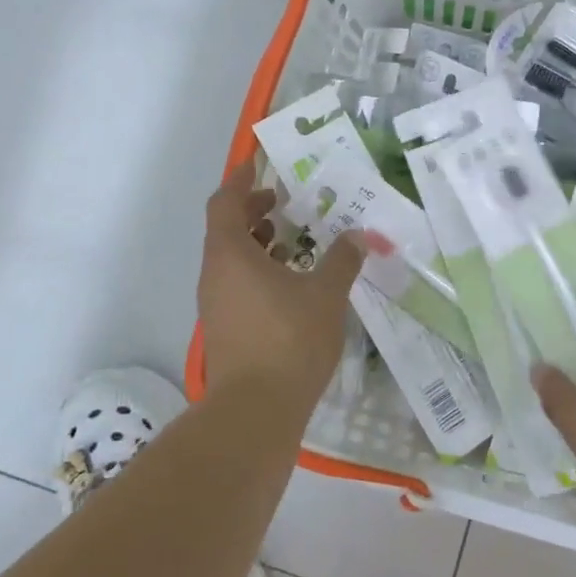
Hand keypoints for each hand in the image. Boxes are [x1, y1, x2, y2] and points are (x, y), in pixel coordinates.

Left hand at [199, 163, 365, 403]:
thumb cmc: (289, 340)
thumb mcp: (325, 294)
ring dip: (258, 244)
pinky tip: (291, 285)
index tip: (258, 165)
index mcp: (231, 253)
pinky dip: (258, 272)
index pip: (225, 201)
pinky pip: (237, 284)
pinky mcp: (225, 328)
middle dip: (254, 212)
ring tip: (293, 243)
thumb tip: (360, 236)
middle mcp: (215, 273)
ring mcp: (215, 304)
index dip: (240, 180)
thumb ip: (343, 260)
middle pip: (226, 228)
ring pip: (232, 259)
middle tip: (286, 204)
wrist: (255, 411)